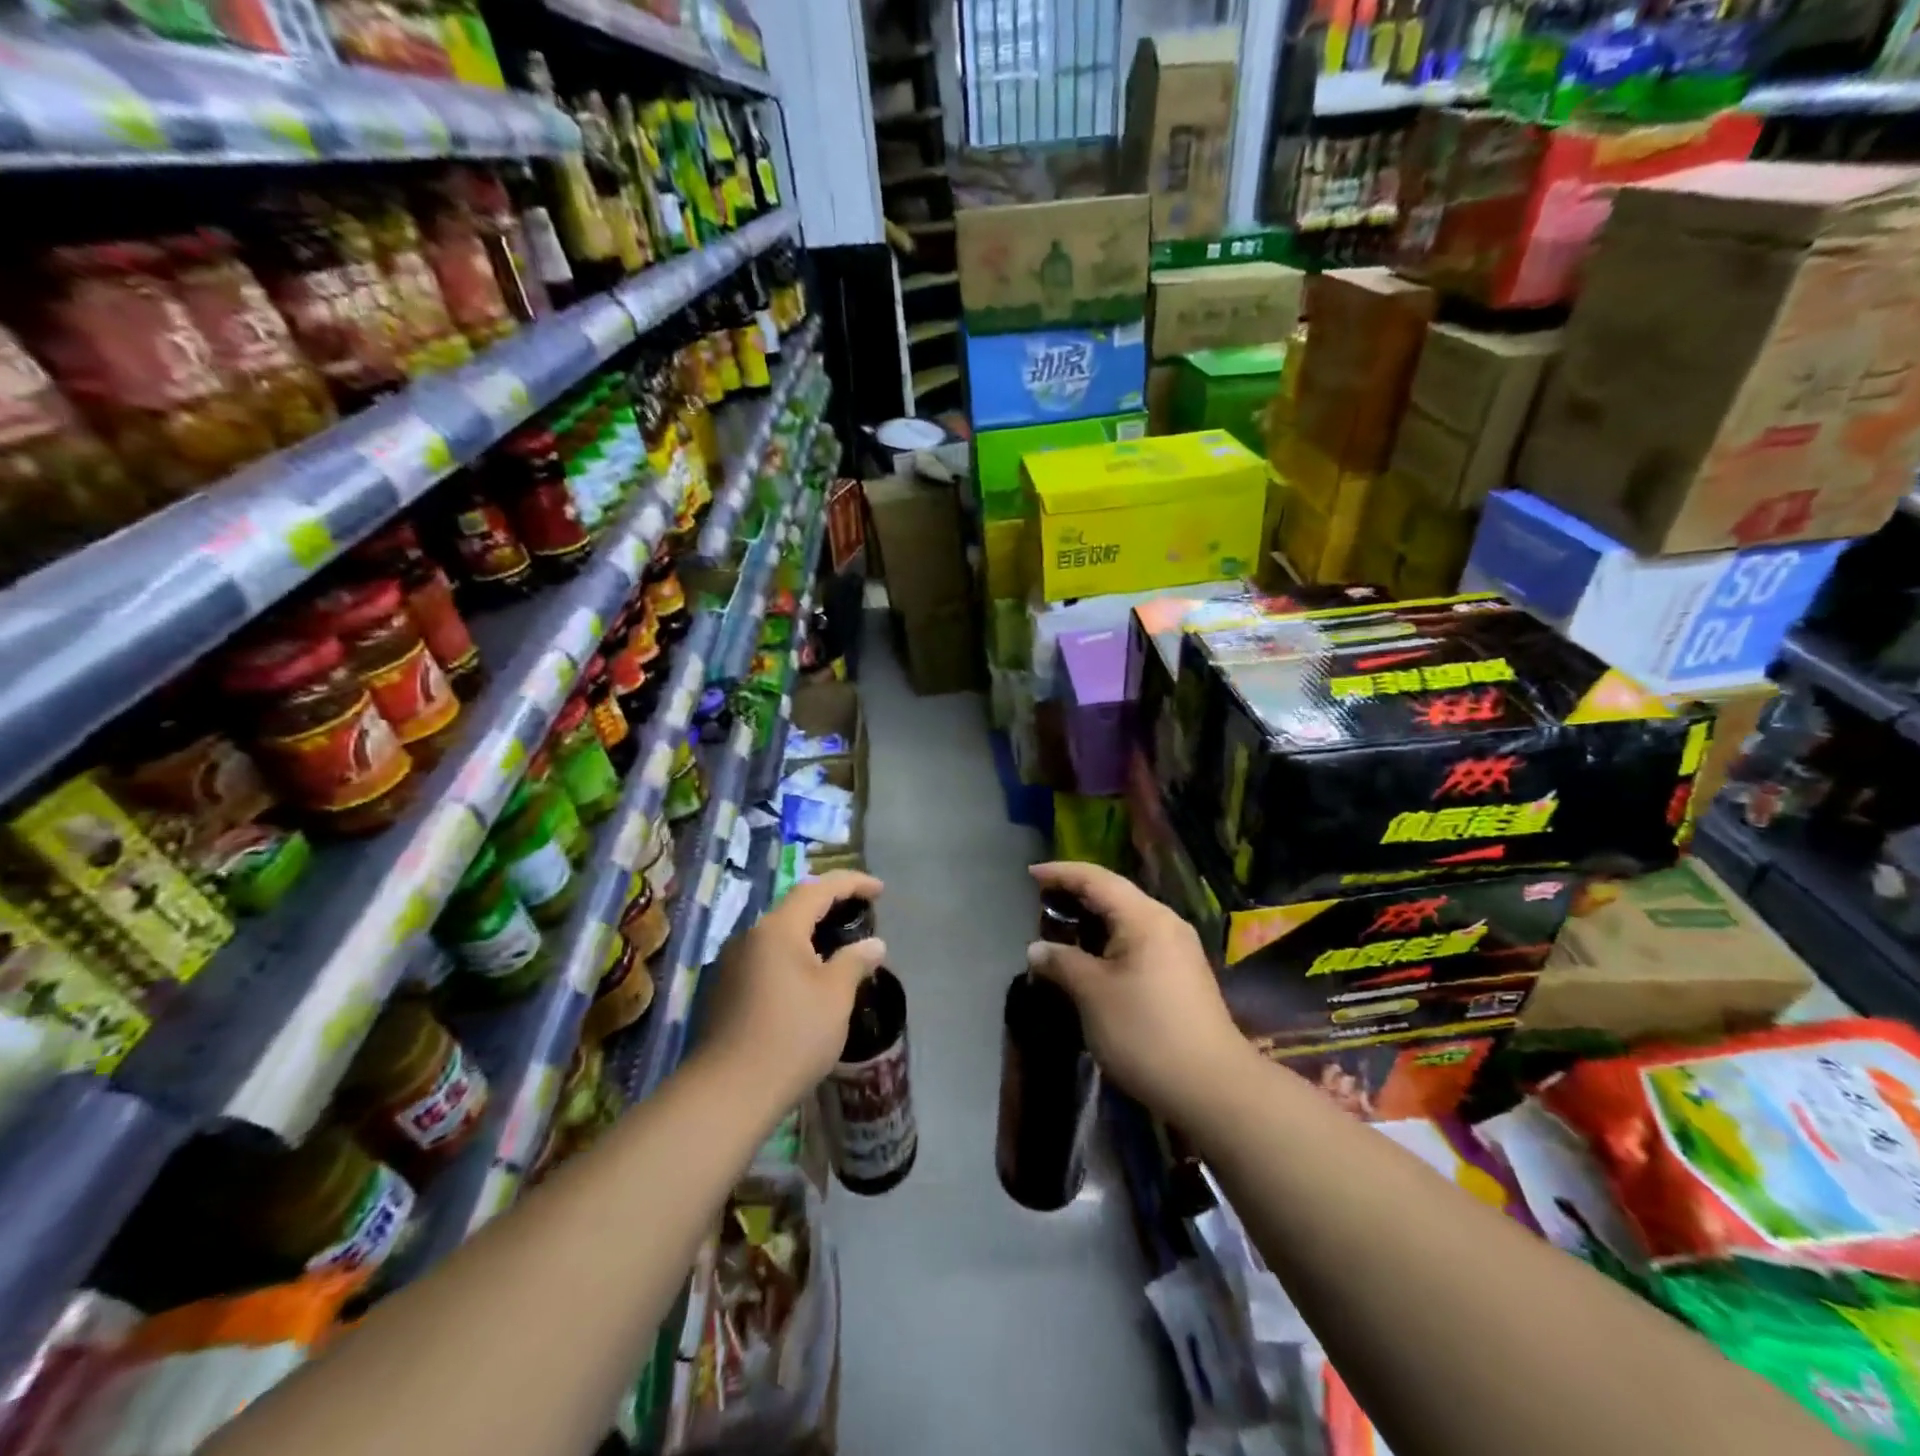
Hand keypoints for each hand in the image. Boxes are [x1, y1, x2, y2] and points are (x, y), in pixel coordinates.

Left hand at [699, 870, 887, 1105]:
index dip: (852, 883)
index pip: (818, 889)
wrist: (727, 1094)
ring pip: (777, 936)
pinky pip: (765, 959)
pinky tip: (806, 980)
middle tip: (860, 913)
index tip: (879, 889)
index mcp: (777, 929)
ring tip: (837, 947)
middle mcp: (749, 937)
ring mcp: (730, 964)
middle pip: (794, 908)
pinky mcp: (723, 991)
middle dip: (829, 906)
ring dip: (809, 934)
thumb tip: (874, 944)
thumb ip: (854, 961)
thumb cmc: (791, 1037)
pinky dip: (791, 957)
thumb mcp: (835, 997)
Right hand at [1027, 861, 1252, 1122]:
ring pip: (1127, 919)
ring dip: (1092, 920)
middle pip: (1114, 894)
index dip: (1061, 873)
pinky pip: (1137, 940)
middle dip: (1076, 895)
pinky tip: (1091, 958)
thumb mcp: (1093, 994)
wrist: (1212, 1087)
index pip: (1096, 879)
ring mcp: (1178, 948)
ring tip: (1060, 930)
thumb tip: (1037, 949)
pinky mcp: (1181, 973)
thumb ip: (1062, 962)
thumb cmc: (1145, 1032)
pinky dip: (1109, 940)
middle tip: (1040, 903)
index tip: (1030, 874)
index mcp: (1144, 917)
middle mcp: (1165, 922)